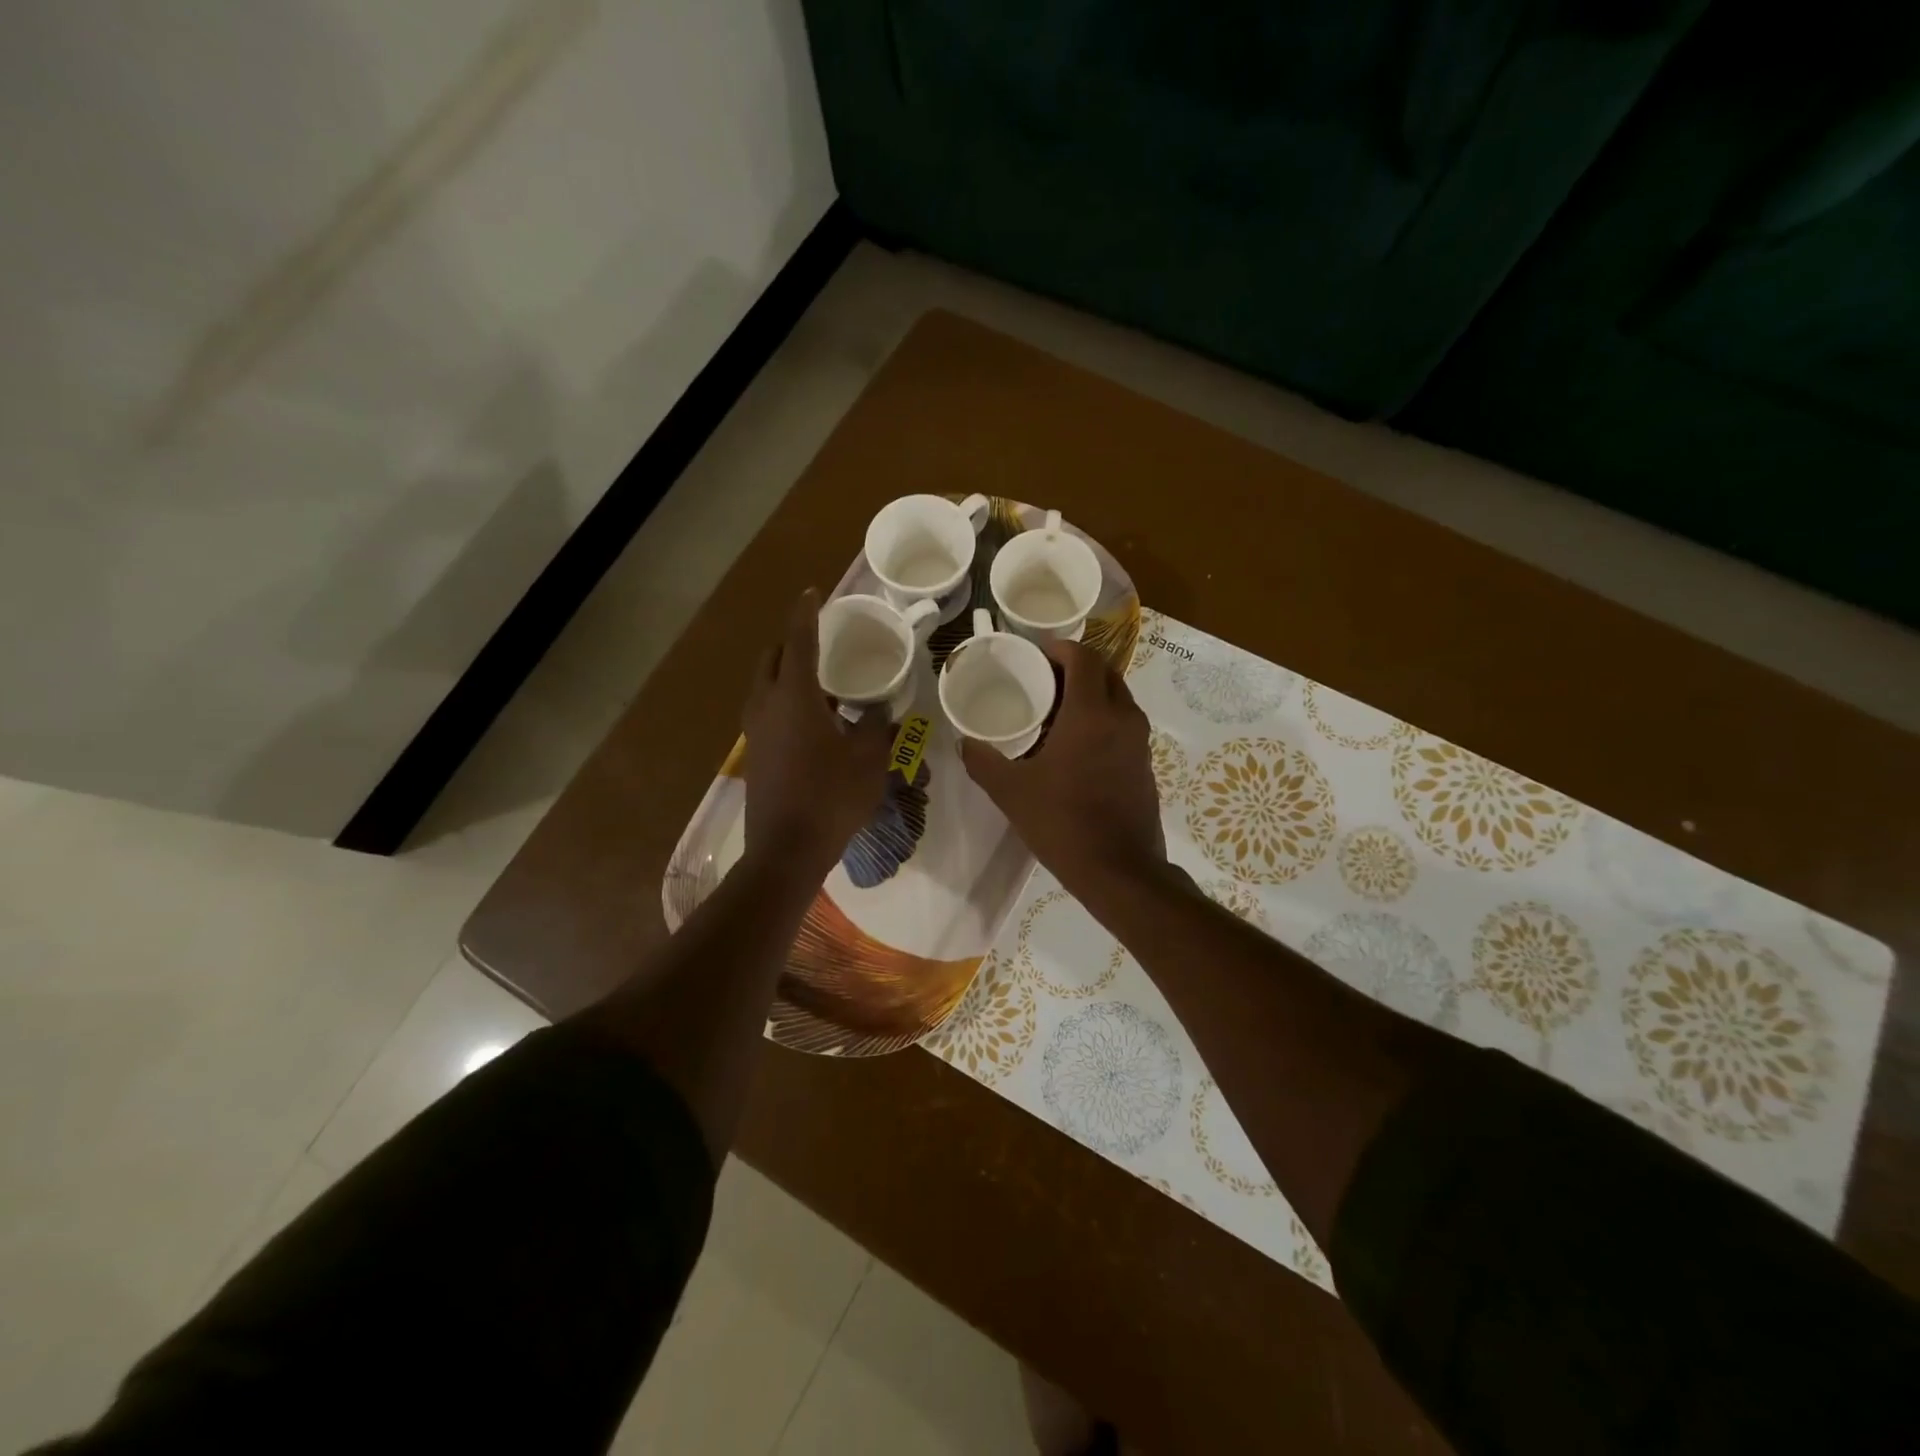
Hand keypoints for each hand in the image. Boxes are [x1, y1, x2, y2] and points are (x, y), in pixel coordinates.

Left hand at [743, 590, 894, 874]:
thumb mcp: (868, 760)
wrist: (786, 850)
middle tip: (819, 639)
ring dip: (785, 672)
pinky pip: (766, 710)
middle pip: (772, 658)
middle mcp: (767, 706)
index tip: (812, 591)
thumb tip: (882, 710)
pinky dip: (783, 699)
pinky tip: (811, 718)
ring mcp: (755, 732)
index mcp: (795, 697)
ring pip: (764, 685)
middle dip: (791, 641)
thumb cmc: (831, 798)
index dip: (806, 612)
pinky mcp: (754, 754)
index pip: (798, 640)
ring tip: (819, 678)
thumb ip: (877, 727)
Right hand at [959, 639, 1167, 903]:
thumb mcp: (1011, 792)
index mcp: (1091, 713)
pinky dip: (1103, 719)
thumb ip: (983, 762)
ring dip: (1091, 693)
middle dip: (1076, 667)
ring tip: (1056, 711)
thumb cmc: (1063, 823)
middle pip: (1105, 672)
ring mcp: (1140, 742)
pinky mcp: (1146, 764)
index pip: (1083, 657)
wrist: (1120, 870)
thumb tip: (964, 743)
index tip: (1035, 655)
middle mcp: (1122, 717)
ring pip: (1118, 698)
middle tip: (1043, 680)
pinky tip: (1076, 746)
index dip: (1059, 648)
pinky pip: (1124, 724)